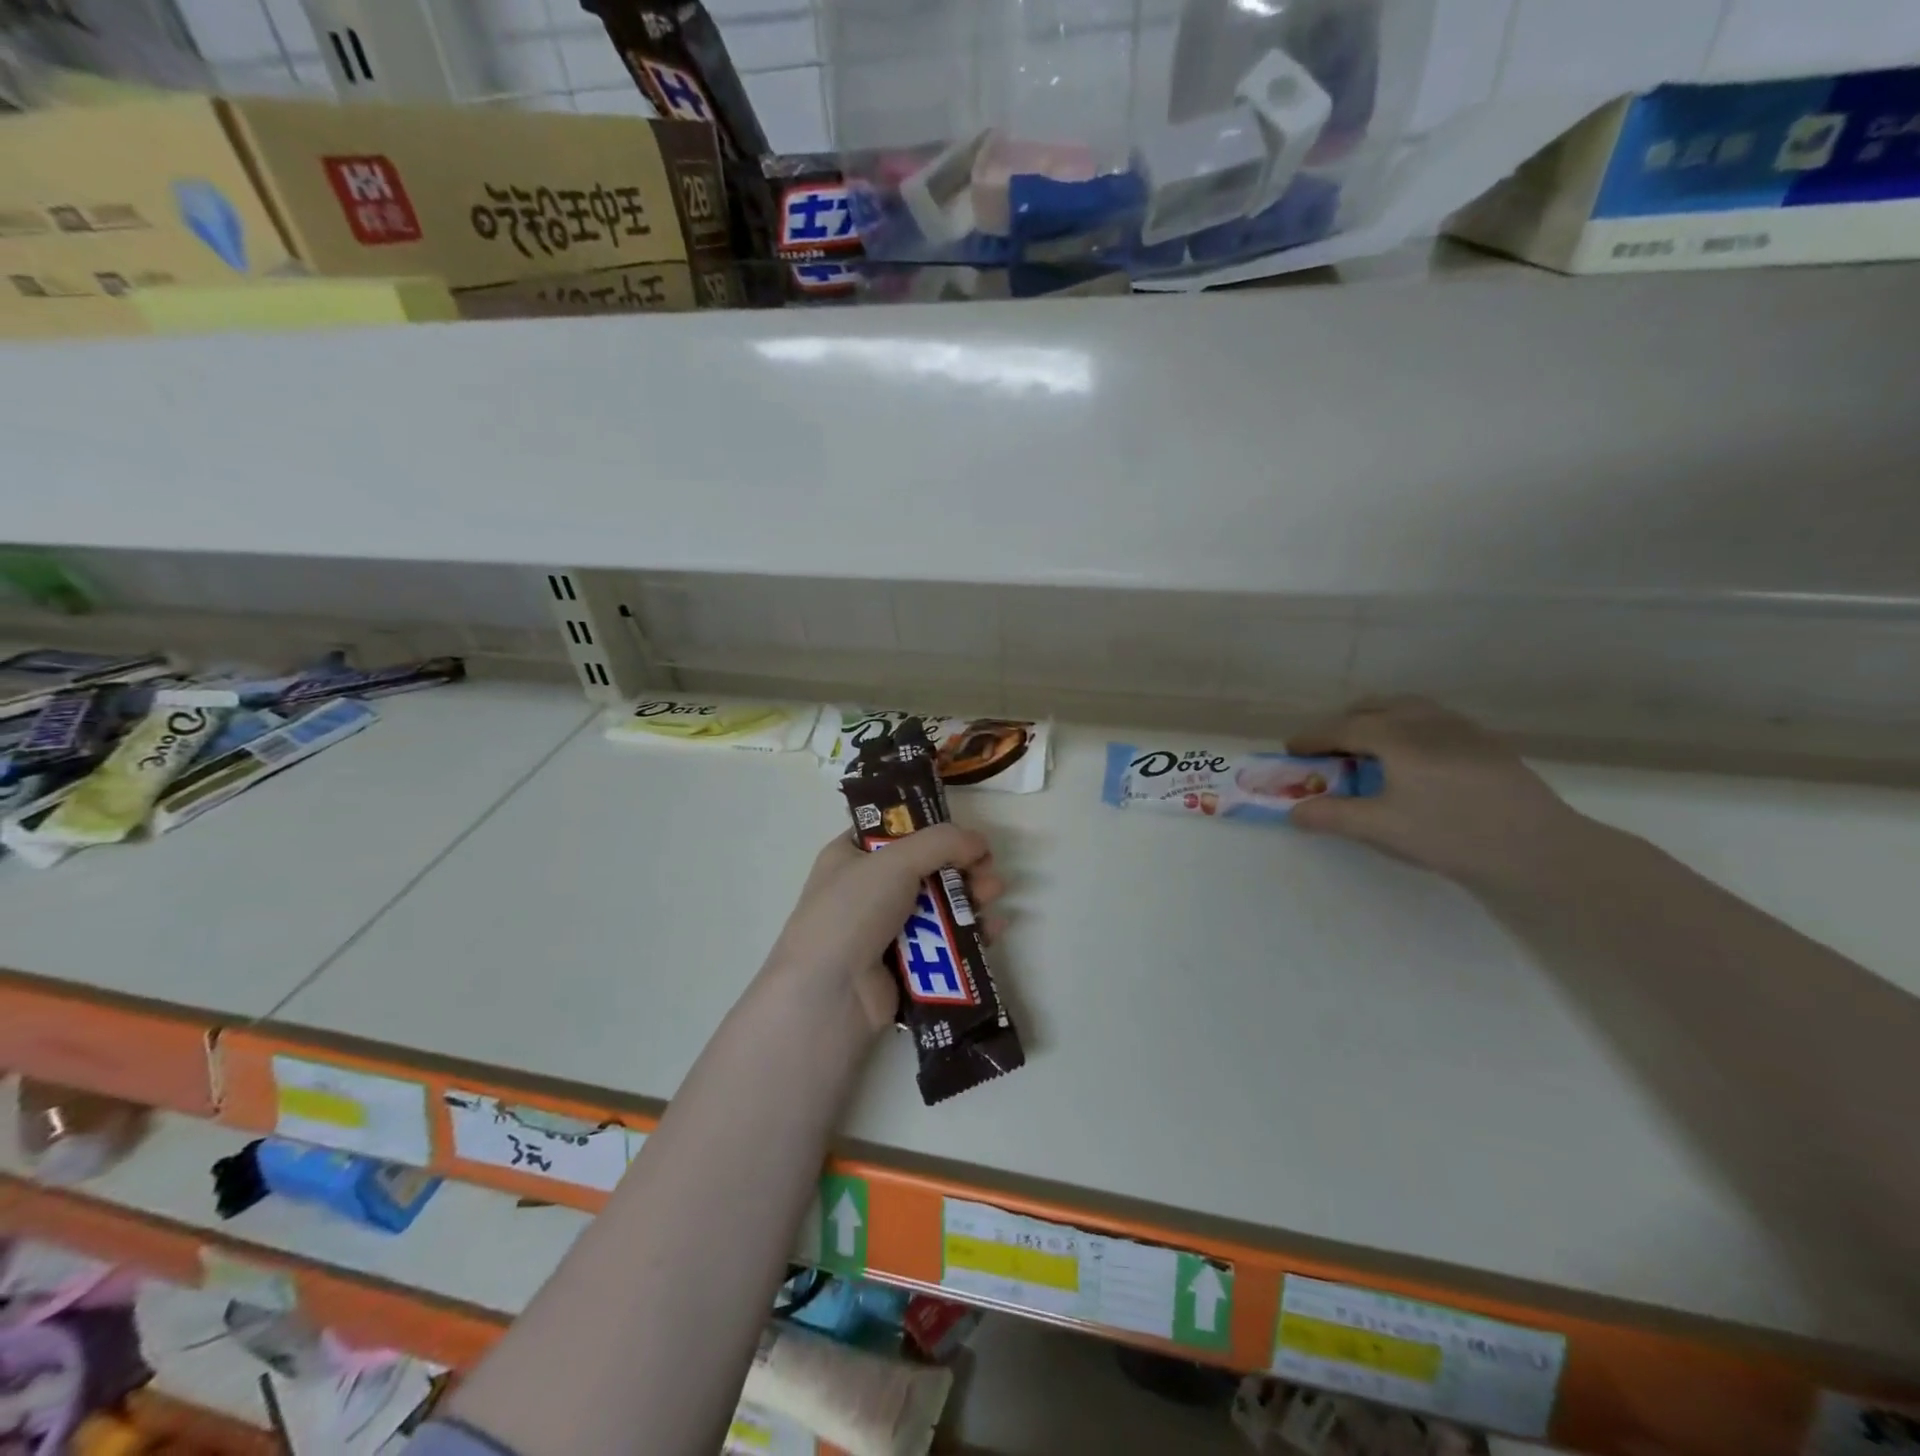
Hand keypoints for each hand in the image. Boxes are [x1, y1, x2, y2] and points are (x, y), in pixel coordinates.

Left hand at [767, 825, 1004, 1031]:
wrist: (830, 994)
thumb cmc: (853, 912)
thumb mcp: (894, 861)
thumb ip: (941, 842)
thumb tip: (978, 841)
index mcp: (851, 856)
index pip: (894, 831)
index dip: (931, 828)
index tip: (963, 834)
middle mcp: (867, 889)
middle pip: (926, 867)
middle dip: (961, 865)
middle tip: (987, 868)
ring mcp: (887, 929)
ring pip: (940, 904)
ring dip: (970, 895)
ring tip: (993, 894)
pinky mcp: (907, 964)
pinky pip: (946, 941)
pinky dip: (970, 932)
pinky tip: (993, 927)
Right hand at [1287, 697, 1591, 890]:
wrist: (1539, 848)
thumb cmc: (1451, 834)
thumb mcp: (1382, 829)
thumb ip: (1333, 816)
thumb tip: (1293, 811)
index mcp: (1397, 737)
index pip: (1343, 727)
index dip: (1313, 737)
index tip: (1292, 749)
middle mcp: (1426, 721)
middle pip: (1376, 706)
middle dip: (1344, 721)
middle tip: (1328, 747)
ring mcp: (1461, 728)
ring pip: (1408, 708)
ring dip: (1378, 719)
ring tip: (1369, 747)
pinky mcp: (1486, 742)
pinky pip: (1433, 720)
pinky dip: (1408, 727)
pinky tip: (1414, 758)